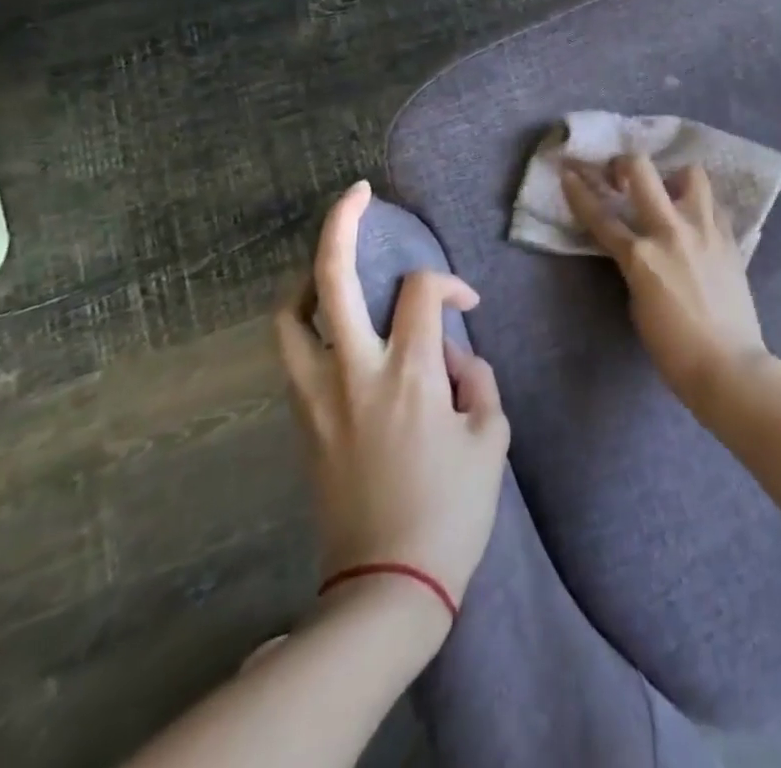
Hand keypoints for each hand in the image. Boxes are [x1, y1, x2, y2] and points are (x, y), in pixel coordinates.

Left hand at [275, 181, 509, 620]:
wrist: (386, 587)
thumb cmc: (450, 512)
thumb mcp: (490, 439)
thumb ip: (477, 380)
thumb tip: (453, 356)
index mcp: (409, 374)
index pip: (422, 292)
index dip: (449, 285)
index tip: (467, 307)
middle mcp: (355, 372)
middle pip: (333, 278)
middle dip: (342, 223)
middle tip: (357, 193)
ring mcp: (318, 396)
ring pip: (290, 314)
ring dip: (308, 275)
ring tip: (330, 261)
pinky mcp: (302, 421)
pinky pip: (292, 354)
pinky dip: (304, 321)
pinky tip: (327, 320)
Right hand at [562, 155, 769, 416]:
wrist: (727, 364)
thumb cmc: (673, 347)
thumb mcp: (637, 302)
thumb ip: (635, 265)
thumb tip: (640, 247)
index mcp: (640, 255)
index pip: (600, 215)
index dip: (579, 190)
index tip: (568, 172)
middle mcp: (671, 231)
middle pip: (641, 171)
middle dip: (624, 163)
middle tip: (621, 174)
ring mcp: (704, 229)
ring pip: (690, 173)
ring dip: (674, 177)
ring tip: (670, 192)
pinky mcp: (729, 237)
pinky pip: (713, 204)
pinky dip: (700, 204)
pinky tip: (696, 220)